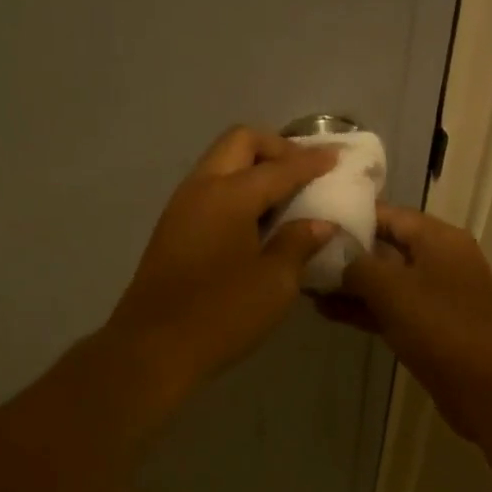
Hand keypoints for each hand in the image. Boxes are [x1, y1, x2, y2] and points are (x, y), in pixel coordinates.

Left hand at [106, 125, 338, 393]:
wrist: (153, 348)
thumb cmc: (221, 315)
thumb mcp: (274, 283)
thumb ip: (298, 244)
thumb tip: (319, 223)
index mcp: (229, 195)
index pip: (280, 167)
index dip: (312, 162)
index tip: (338, 158)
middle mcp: (201, 189)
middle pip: (240, 143)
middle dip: (276, 149)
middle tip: (304, 172)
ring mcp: (180, 208)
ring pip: (220, 165)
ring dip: (253, 169)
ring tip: (285, 197)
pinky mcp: (172, 231)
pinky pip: (210, 191)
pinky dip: (236, 191)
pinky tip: (256, 222)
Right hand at [318, 204, 491, 441]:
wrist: (484, 387)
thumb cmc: (440, 328)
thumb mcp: (392, 290)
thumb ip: (358, 266)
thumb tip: (337, 257)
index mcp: (439, 239)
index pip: (389, 215)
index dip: (351, 216)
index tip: (314, 221)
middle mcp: (439, 260)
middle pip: (386, 247)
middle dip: (346, 253)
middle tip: (303, 256)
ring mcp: (436, 295)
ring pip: (386, 282)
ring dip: (349, 285)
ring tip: (306, 285)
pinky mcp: (429, 326)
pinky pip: (391, 308)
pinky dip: (363, 309)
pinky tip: (327, 312)